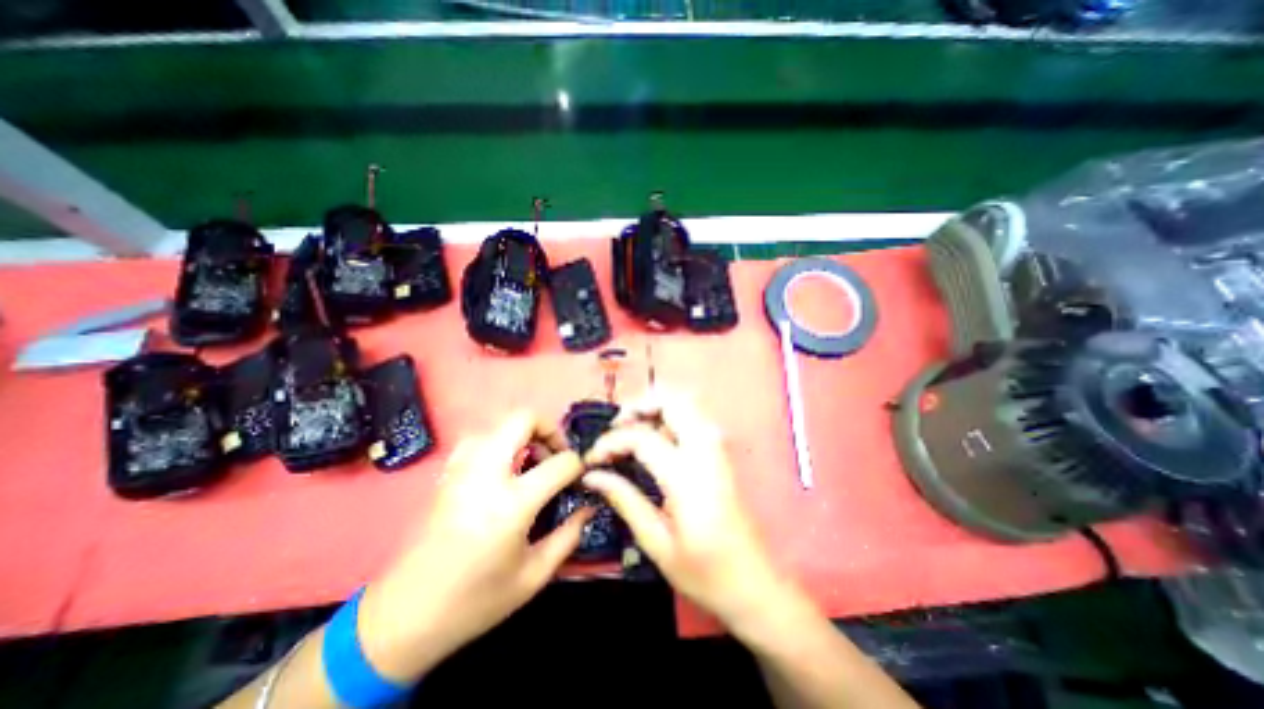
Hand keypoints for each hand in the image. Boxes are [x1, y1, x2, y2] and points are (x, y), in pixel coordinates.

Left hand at [355, 413, 591, 683]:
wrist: (404, 617)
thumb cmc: (475, 600)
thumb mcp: (533, 576)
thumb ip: (569, 536)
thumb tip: (589, 507)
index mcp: (512, 503)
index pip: (560, 462)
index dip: (577, 465)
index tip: (580, 477)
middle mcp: (486, 473)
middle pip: (523, 419)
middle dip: (549, 429)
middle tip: (555, 454)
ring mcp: (462, 469)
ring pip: (498, 423)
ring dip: (522, 434)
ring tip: (530, 461)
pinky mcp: (447, 473)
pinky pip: (478, 438)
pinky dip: (498, 442)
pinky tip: (502, 468)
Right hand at [582, 394, 787, 631]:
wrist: (754, 582)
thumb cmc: (704, 572)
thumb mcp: (657, 543)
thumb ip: (624, 500)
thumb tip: (592, 475)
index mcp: (687, 476)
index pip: (642, 437)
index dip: (611, 441)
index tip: (592, 459)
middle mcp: (706, 451)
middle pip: (673, 401)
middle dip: (639, 404)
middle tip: (616, 426)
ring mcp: (718, 448)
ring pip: (687, 403)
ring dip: (656, 407)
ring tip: (631, 430)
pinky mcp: (721, 452)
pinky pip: (695, 417)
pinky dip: (670, 416)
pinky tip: (655, 439)